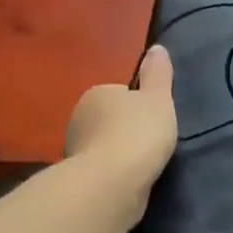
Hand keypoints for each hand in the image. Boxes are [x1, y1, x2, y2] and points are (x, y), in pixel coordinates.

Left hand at [63, 45, 178, 200]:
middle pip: (110, 119)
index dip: (140, 104)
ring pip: (104, 144)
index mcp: (96, 94)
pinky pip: (102, 168)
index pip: (120, 93)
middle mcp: (78, 118)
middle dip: (127, 128)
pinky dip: (114, 172)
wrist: (111, 184)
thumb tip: (156, 48)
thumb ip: (158, 73)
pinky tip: (130, 179)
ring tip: (144, 163)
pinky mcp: (78, 178)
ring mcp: (74, 150)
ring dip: (120, 152)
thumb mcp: (158, 98)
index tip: (154, 119)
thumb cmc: (137, 133)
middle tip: (152, 141)